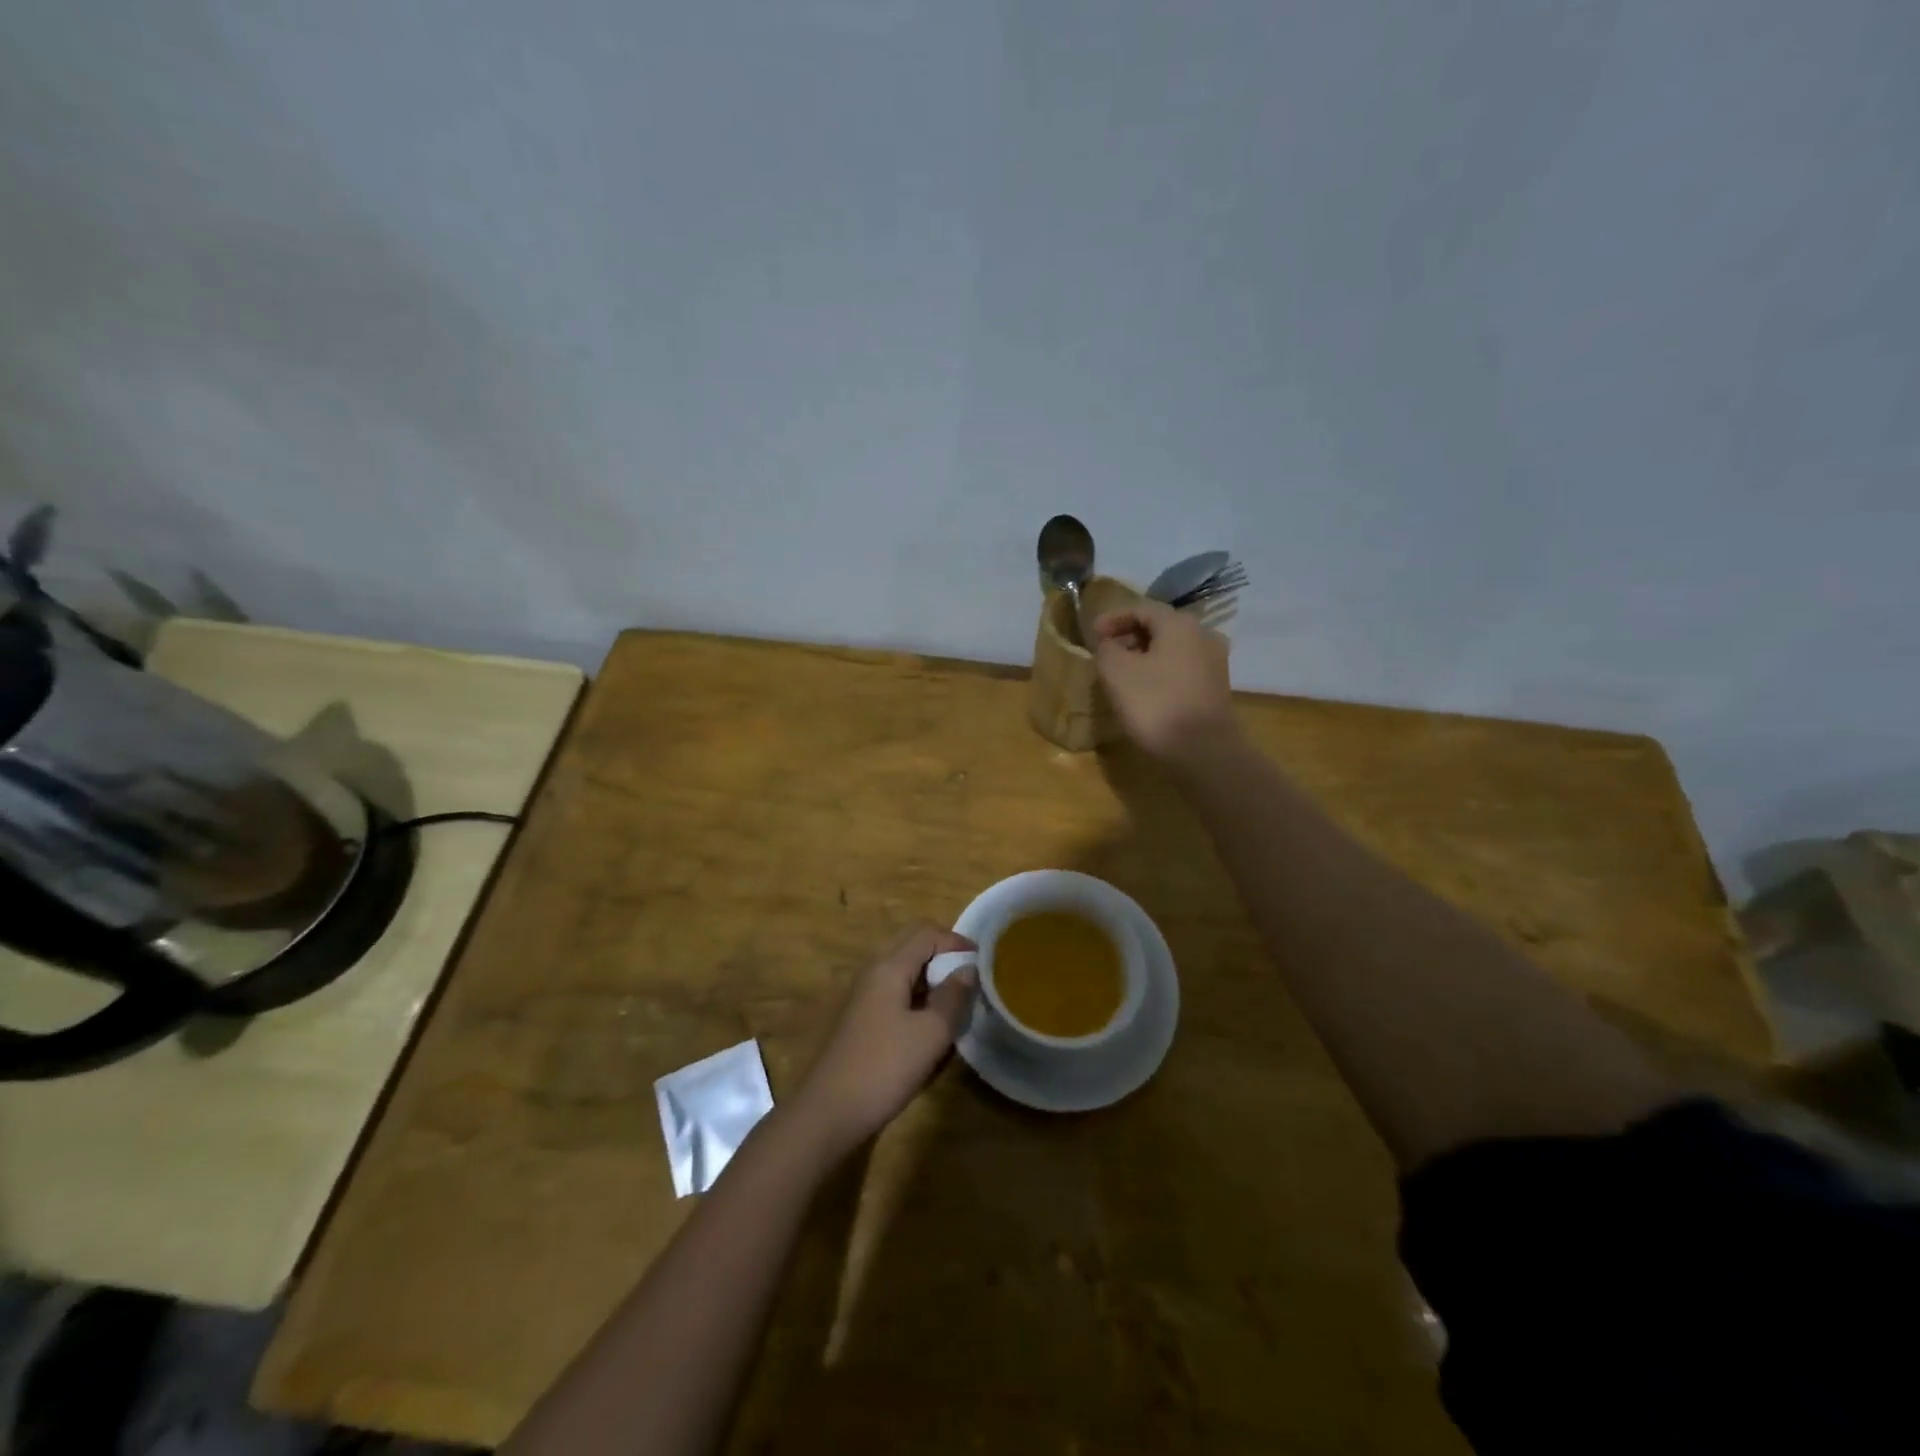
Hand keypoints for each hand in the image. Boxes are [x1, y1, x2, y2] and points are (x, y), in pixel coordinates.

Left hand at [792, 924, 977, 1155]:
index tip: (982, 961)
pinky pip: (892, 989)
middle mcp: (872, 970)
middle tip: (968, 974)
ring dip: (929, 974)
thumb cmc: (884, 1067)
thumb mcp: (931, 1034)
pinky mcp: (859, 1016)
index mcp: (889, 966)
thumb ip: (953, 997)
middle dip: (942, 952)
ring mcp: (862, 993)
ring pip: (901, 967)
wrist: (829, 1110)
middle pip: (910, 943)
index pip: (926, 933)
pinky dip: (915, 992)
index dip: (956, 941)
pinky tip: (927, 1021)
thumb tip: (967, 970)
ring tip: (953, 998)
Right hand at [1091, 597, 1236, 761]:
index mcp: (1179, 624)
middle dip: (1128, 637)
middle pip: (1159, 626)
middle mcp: (1202, 634)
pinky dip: (1159, 672)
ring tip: (1121, 674)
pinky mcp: (1216, 687)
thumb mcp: (1117, 672)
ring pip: (1171, 649)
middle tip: (1104, 654)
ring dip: (1144, 656)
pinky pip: (1181, 669)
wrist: (1204, 751)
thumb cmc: (1156, 704)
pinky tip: (1144, 690)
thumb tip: (1109, 643)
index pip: (1140, 608)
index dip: (1112, 618)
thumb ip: (1106, 649)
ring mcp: (1214, 662)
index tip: (1091, 634)